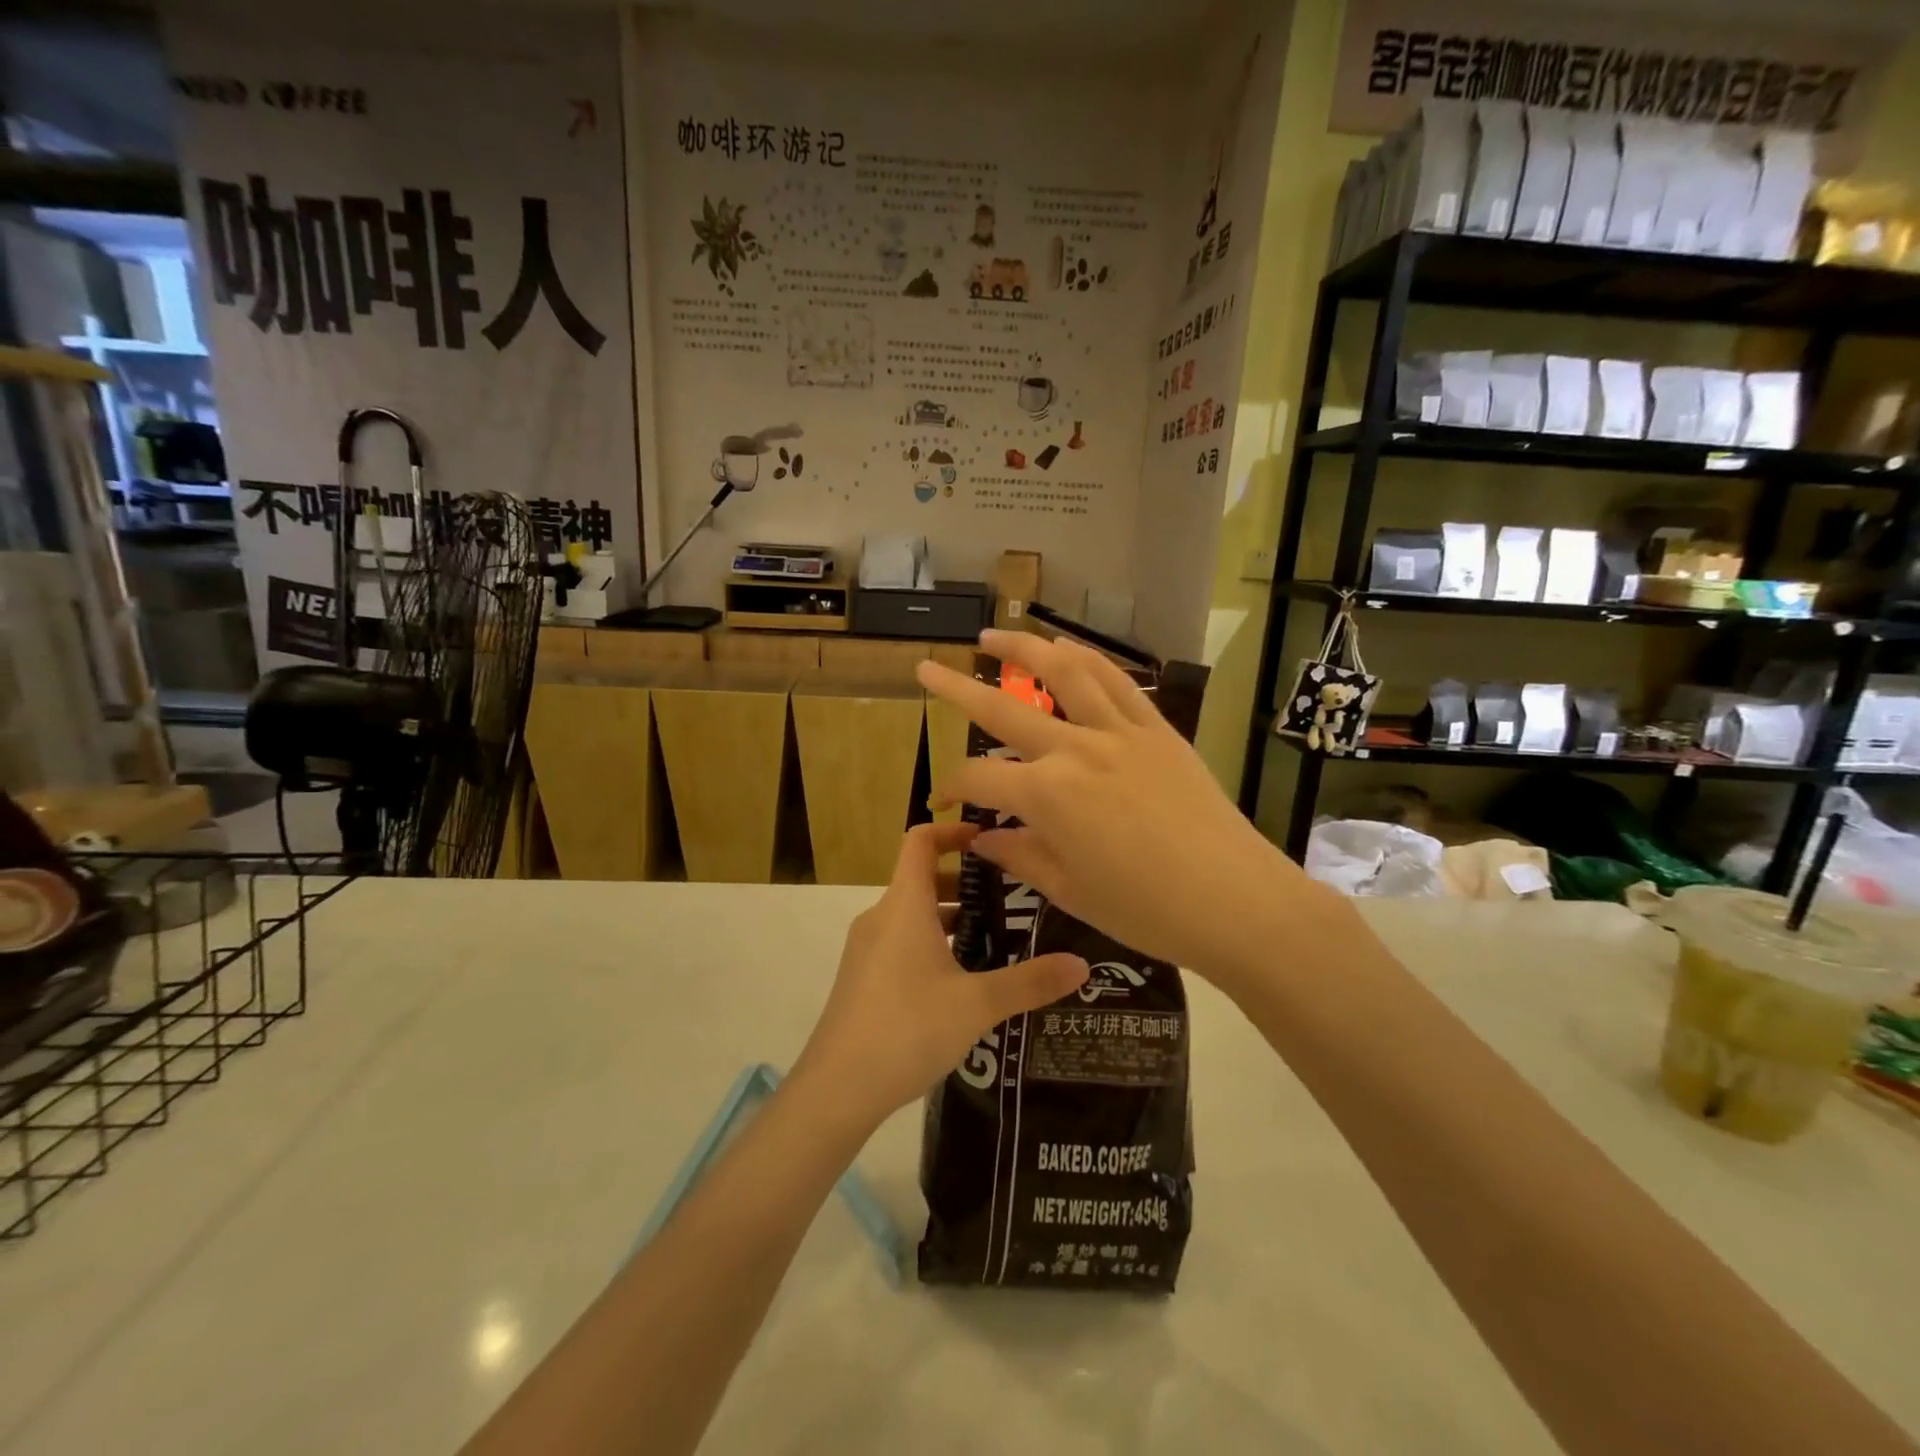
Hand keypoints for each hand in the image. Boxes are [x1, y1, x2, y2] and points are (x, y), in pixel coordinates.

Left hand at [792, 821, 1087, 1129]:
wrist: (837, 1089)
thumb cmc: (908, 1029)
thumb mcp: (978, 1005)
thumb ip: (1030, 982)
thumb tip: (1082, 965)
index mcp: (904, 906)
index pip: (921, 839)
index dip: (954, 829)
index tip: (992, 838)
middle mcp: (882, 918)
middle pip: (921, 877)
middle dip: (965, 881)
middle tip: (1012, 897)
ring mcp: (867, 949)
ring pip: (913, 914)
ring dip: (951, 916)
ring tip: (996, 939)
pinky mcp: (864, 978)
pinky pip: (902, 942)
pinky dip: (933, 943)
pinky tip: (963, 981)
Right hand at [917, 630, 1322, 979]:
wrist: (1236, 900)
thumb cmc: (1147, 910)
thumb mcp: (1071, 891)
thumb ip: (1020, 856)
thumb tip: (981, 840)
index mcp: (1047, 796)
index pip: (979, 780)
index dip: (952, 789)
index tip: (944, 804)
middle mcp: (1075, 750)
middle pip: (1002, 709)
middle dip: (956, 688)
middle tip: (925, 666)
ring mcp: (1119, 732)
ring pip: (1062, 673)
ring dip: (1022, 649)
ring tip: (992, 636)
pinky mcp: (1157, 729)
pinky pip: (1116, 681)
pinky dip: (1086, 657)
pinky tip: (1065, 647)